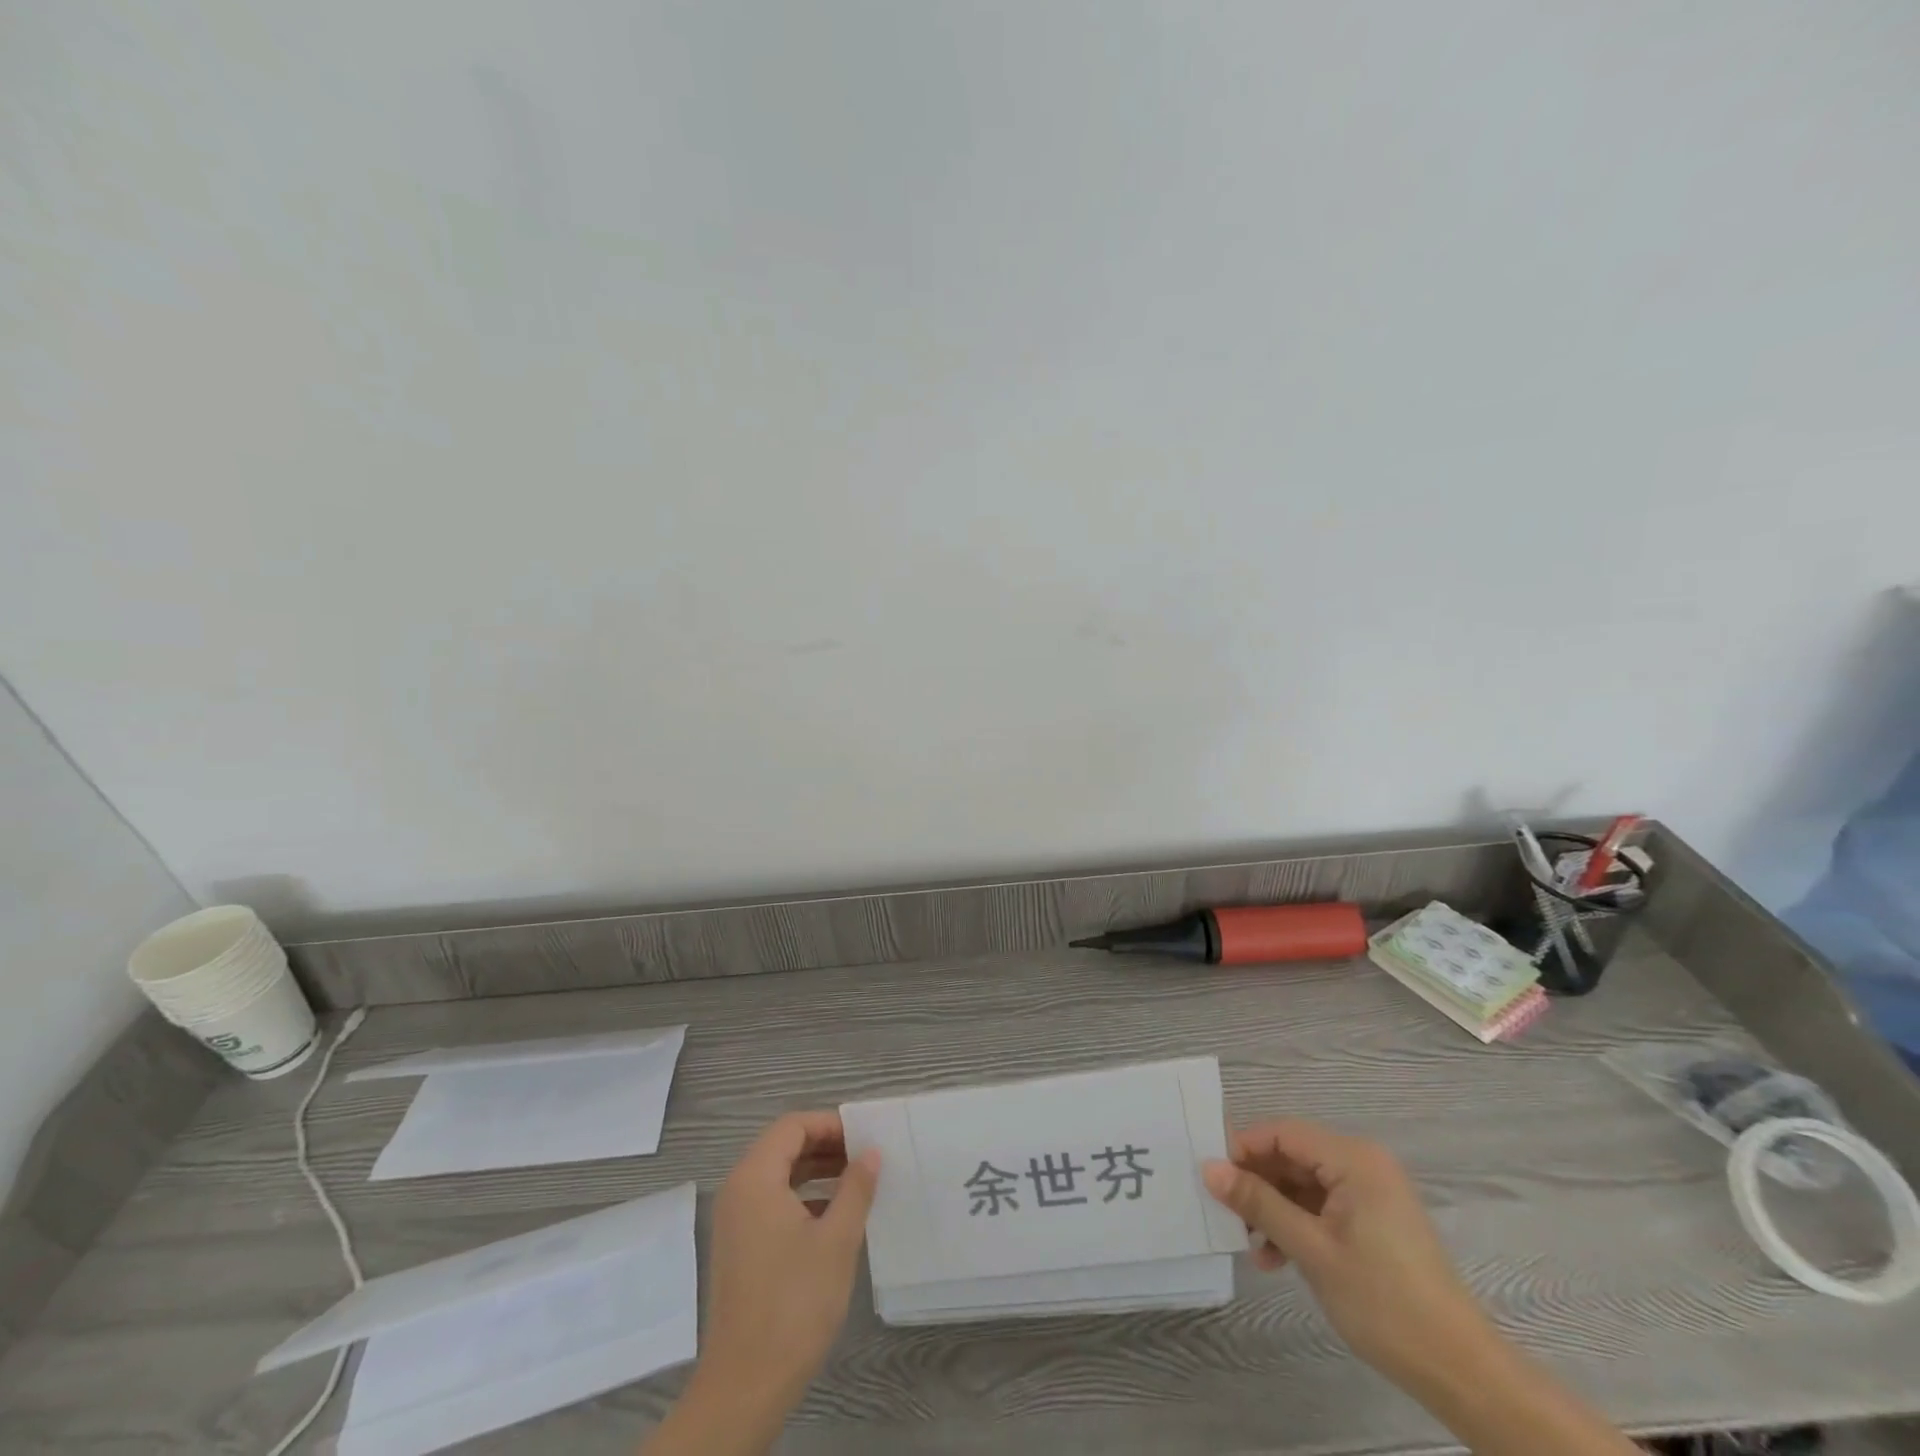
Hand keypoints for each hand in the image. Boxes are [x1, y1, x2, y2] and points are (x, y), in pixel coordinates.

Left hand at [692, 1112, 879, 1420]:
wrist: (745, 1387)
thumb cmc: (794, 1303)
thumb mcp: (837, 1239)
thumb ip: (856, 1187)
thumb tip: (870, 1152)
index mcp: (754, 1178)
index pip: (792, 1126)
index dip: (830, 1125)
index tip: (864, 1137)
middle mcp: (738, 1191)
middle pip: (782, 1147)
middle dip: (825, 1146)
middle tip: (864, 1157)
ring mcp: (735, 1222)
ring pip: (778, 1176)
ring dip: (815, 1172)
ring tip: (856, 1182)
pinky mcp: (739, 1249)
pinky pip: (771, 1202)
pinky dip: (802, 1197)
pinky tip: (833, 1217)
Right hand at [1203, 1120, 1493, 1390]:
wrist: (1460, 1371)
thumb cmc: (1383, 1301)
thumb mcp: (1311, 1250)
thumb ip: (1259, 1203)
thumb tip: (1209, 1168)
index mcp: (1353, 1159)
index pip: (1282, 1132)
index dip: (1243, 1148)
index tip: (1212, 1177)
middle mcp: (1363, 1164)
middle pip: (1292, 1156)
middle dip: (1257, 1183)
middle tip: (1226, 1213)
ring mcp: (1371, 1193)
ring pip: (1304, 1183)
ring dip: (1274, 1209)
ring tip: (1251, 1245)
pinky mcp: (1374, 1221)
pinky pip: (1322, 1206)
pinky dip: (1297, 1224)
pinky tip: (1277, 1258)